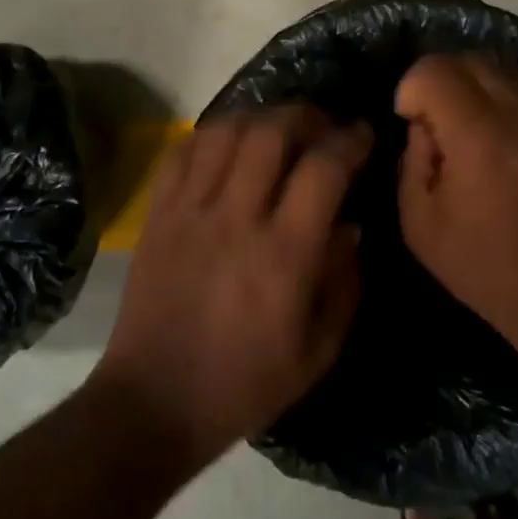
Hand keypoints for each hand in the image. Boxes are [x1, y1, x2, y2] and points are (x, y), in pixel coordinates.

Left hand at [95, 105, 371, 468]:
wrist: (153, 403)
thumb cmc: (244, 384)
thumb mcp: (319, 351)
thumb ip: (344, 282)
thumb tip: (349, 224)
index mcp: (284, 255)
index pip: (323, 169)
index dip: (350, 141)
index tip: (363, 135)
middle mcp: (236, 218)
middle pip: (271, 131)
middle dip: (306, 115)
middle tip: (322, 126)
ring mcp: (190, 211)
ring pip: (225, 130)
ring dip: (260, 117)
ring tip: (277, 130)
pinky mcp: (158, 214)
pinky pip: (182, 150)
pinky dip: (211, 135)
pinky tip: (229, 147)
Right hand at [395, 54, 517, 340]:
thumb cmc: (484, 266)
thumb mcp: (419, 223)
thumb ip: (412, 159)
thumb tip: (425, 124)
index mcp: (481, 137)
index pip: (435, 70)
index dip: (412, 90)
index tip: (412, 121)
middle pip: (469, 58)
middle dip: (441, 80)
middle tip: (438, 122)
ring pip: (504, 67)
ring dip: (476, 87)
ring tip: (473, 129)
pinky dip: (508, 99)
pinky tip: (506, 139)